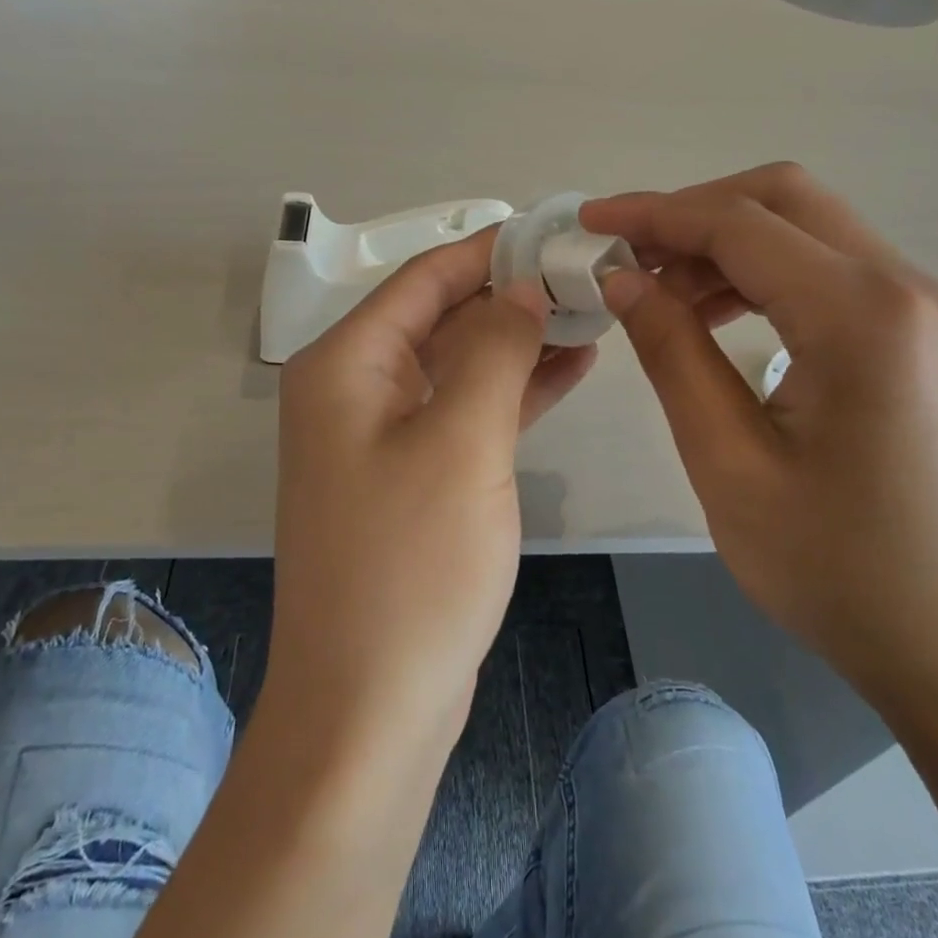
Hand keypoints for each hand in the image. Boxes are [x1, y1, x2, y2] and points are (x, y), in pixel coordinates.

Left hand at [267, 229, 595, 736]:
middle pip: (440, 316)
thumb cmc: (411, 566)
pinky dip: (511, 389)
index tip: (555, 231)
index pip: (424, 278)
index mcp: (345, 364)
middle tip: (588, 275)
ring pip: (458, 363)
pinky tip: (567, 370)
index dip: (490, 249)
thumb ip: (494, 349)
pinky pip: (464, 410)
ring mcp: (381, 434)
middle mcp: (354, 388)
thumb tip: (521, 285)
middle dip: (511, 294)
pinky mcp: (412, 475)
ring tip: (591, 314)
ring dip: (518, 340)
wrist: (370, 707)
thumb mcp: (462, 441)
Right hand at [581, 164, 937, 715]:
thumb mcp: (728, 462)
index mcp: (860, 315)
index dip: (654, 213)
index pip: (738, 224)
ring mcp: (919, 308)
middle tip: (627, 254)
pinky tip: (715, 315)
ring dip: (726, 241)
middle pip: (782, 198)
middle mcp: (903, 287)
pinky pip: (827, 269)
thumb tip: (623, 278)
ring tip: (660, 291)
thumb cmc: (836, 568)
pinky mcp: (916, 334)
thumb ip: (671, 353)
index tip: (590, 219)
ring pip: (806, 227)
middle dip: (693, 212)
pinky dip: (761, 272)